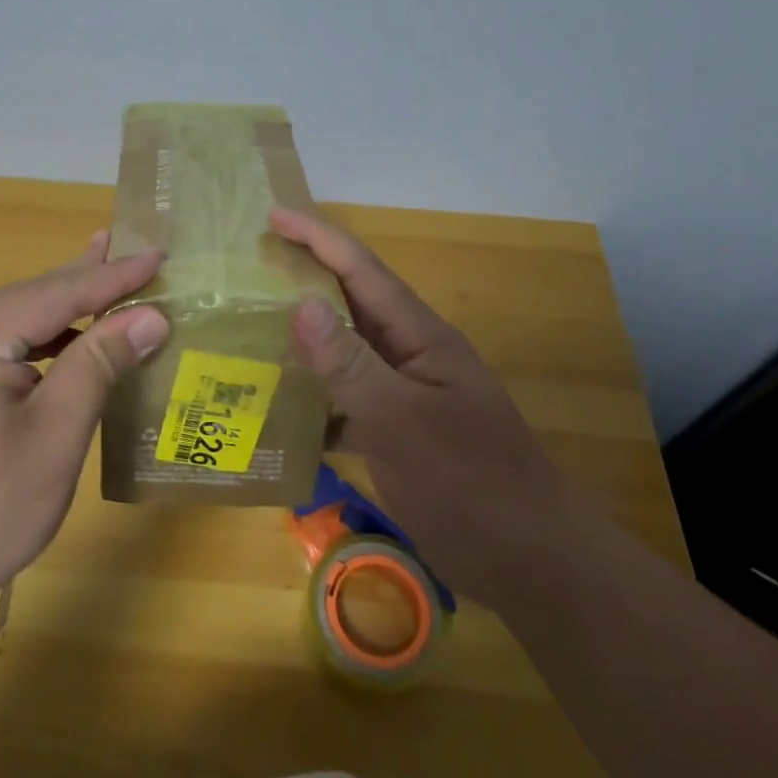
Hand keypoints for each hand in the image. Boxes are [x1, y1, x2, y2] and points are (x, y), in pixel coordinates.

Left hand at [0, 233, 168, 639]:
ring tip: (109, 278)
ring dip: (62, 312)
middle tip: (134, 246)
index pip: (55, 293)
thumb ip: (100, 362)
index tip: (159, 253)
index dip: (114, 277)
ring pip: (10, 321)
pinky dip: (32, 342)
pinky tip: (63, 336)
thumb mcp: (55, 434)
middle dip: (87, 282)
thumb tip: (151, 316)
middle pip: (28, 299)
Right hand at [269, 207, 574, 606]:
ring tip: (245, 331)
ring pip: (342, 354)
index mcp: (419, 337)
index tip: (271, 215)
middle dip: (301, 279)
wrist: (532, 563)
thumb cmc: (474, 485)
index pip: (361, 271)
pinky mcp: (394, 435)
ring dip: (300, 340)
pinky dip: (311, 400)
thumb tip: (299, 303)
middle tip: (245, 268)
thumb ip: (352, 365)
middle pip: (348, 304)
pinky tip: (273, 411)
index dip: (317, 238)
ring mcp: (402, 397)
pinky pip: (342, 402)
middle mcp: (408, 356)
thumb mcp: (406, 423)